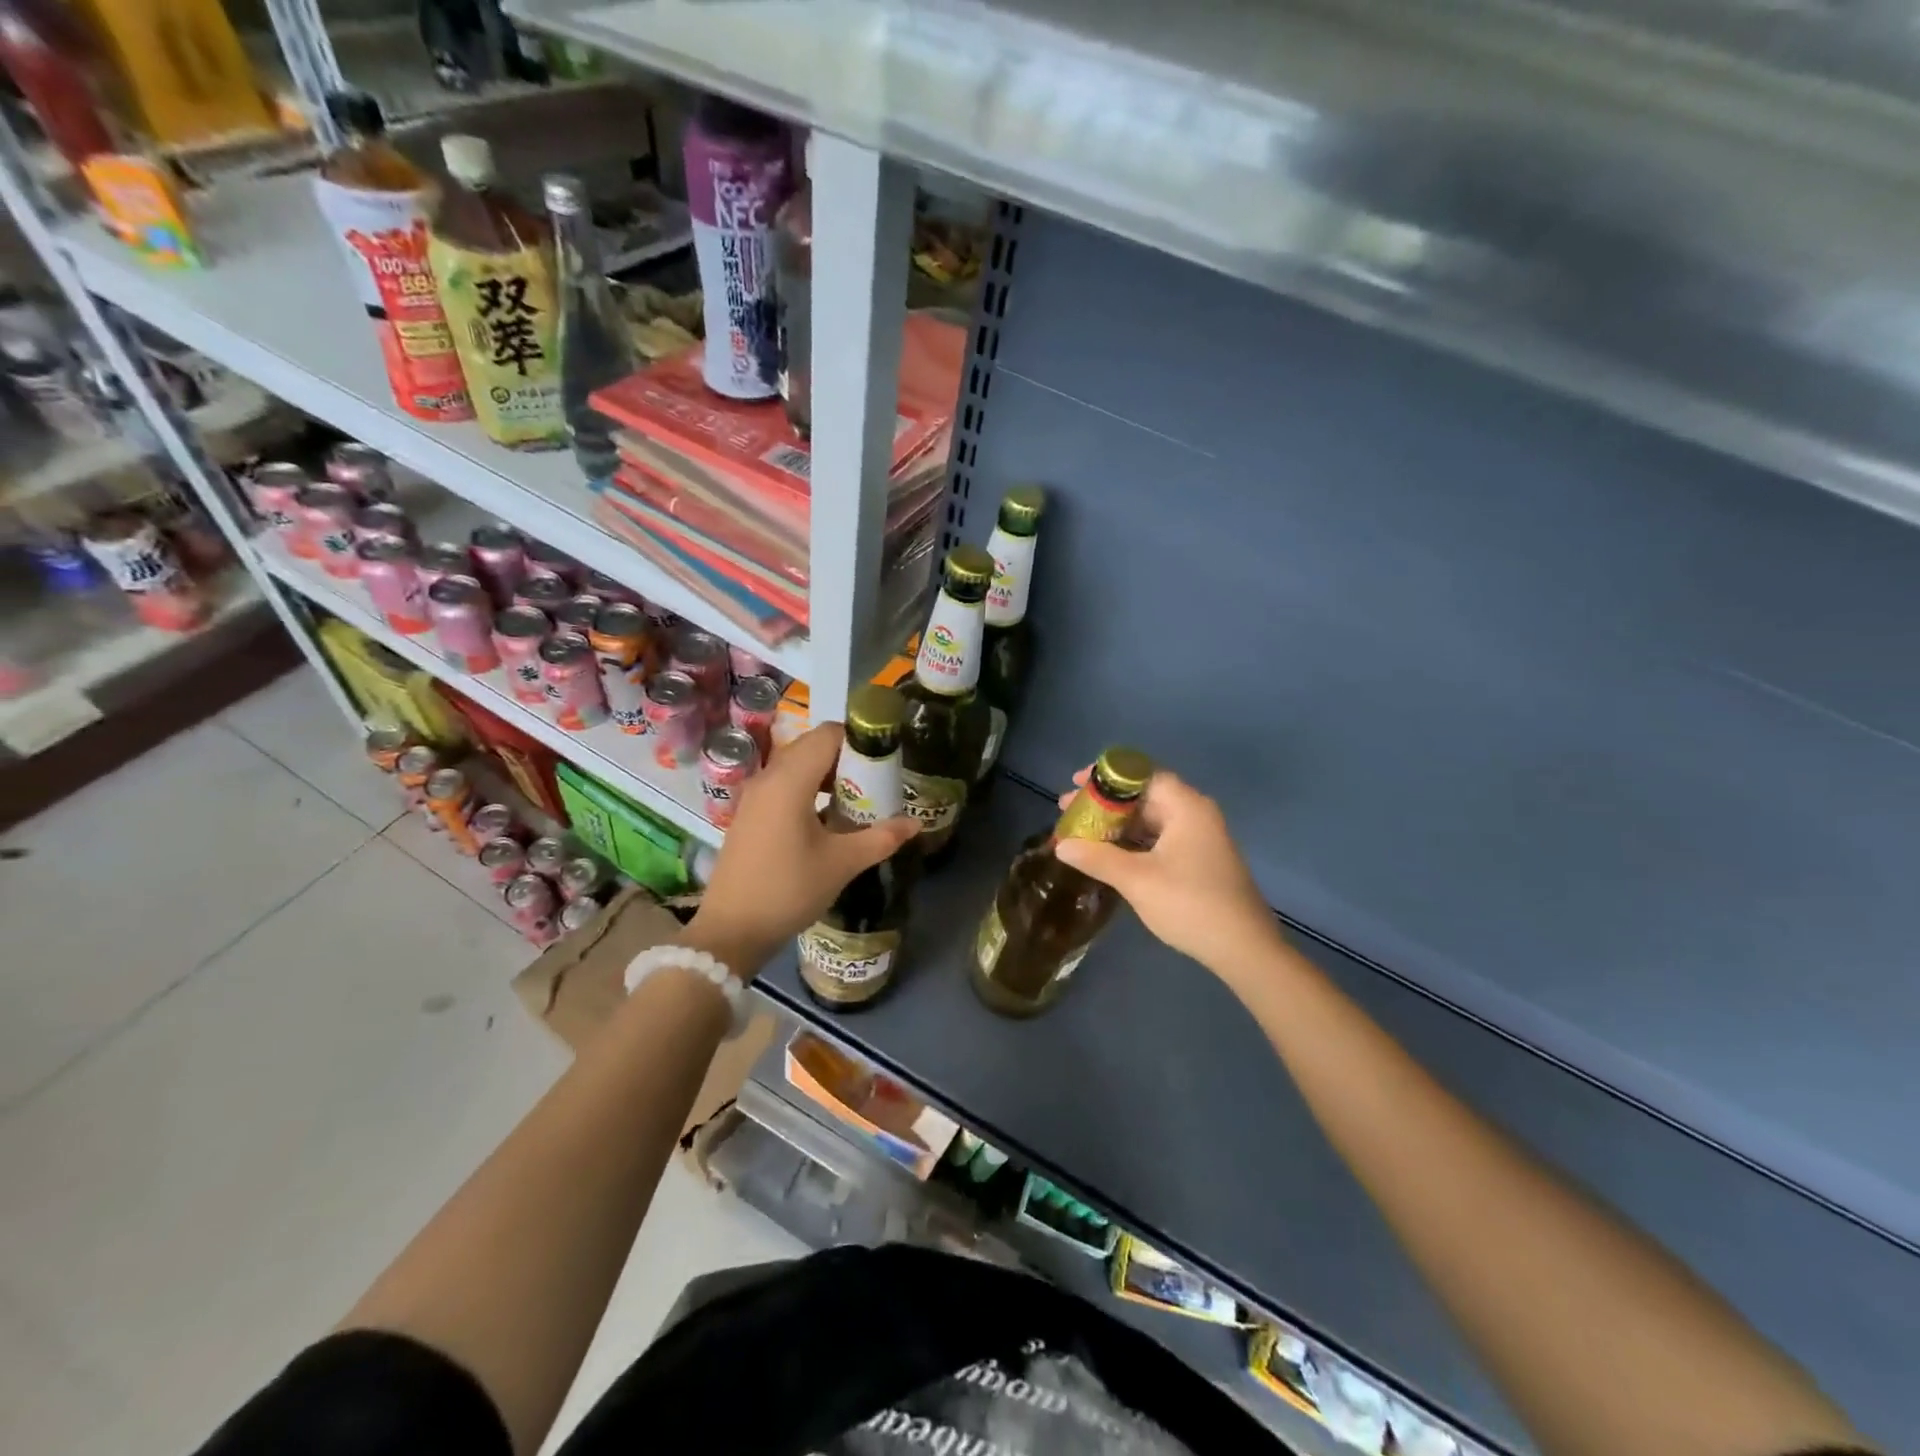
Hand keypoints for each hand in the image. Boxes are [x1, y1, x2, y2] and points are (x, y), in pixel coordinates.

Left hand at [685, 722, 917, 977]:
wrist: (731, 930)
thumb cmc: (788, 890)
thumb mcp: (842, 864)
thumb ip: (881, 838)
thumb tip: (914, 823)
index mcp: (790, 780)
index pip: (828, 734)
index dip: (859, 742)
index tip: (884, 764)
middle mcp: (768, 778)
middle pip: (812, 746)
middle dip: (847, 758)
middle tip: (875, 785)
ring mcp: (754, 796)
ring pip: (797, 766)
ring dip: (828, 775)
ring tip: (856, 803)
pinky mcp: (749, 814)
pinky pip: (784, 785)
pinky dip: (809, 790)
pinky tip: (827, 821)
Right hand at [1054, 768, 1281, 979]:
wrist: (1244, 949)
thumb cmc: (1190, 904)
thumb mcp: (1136, 880)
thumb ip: (1097, 858)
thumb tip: (1062, 845)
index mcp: (1186, 807)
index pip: (1141, 775)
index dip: (1106, 777)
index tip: (1075, 783)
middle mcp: (1195, 814)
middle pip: (1145, 796)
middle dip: (1106, 803)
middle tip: (1070, 812)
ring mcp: (1201, 838)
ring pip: (1152, 820)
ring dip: (1118, 825)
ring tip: (1083, 834)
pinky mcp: (1200, 860)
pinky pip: (1161, 839)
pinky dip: (1134, 842)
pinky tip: (1110, 855)